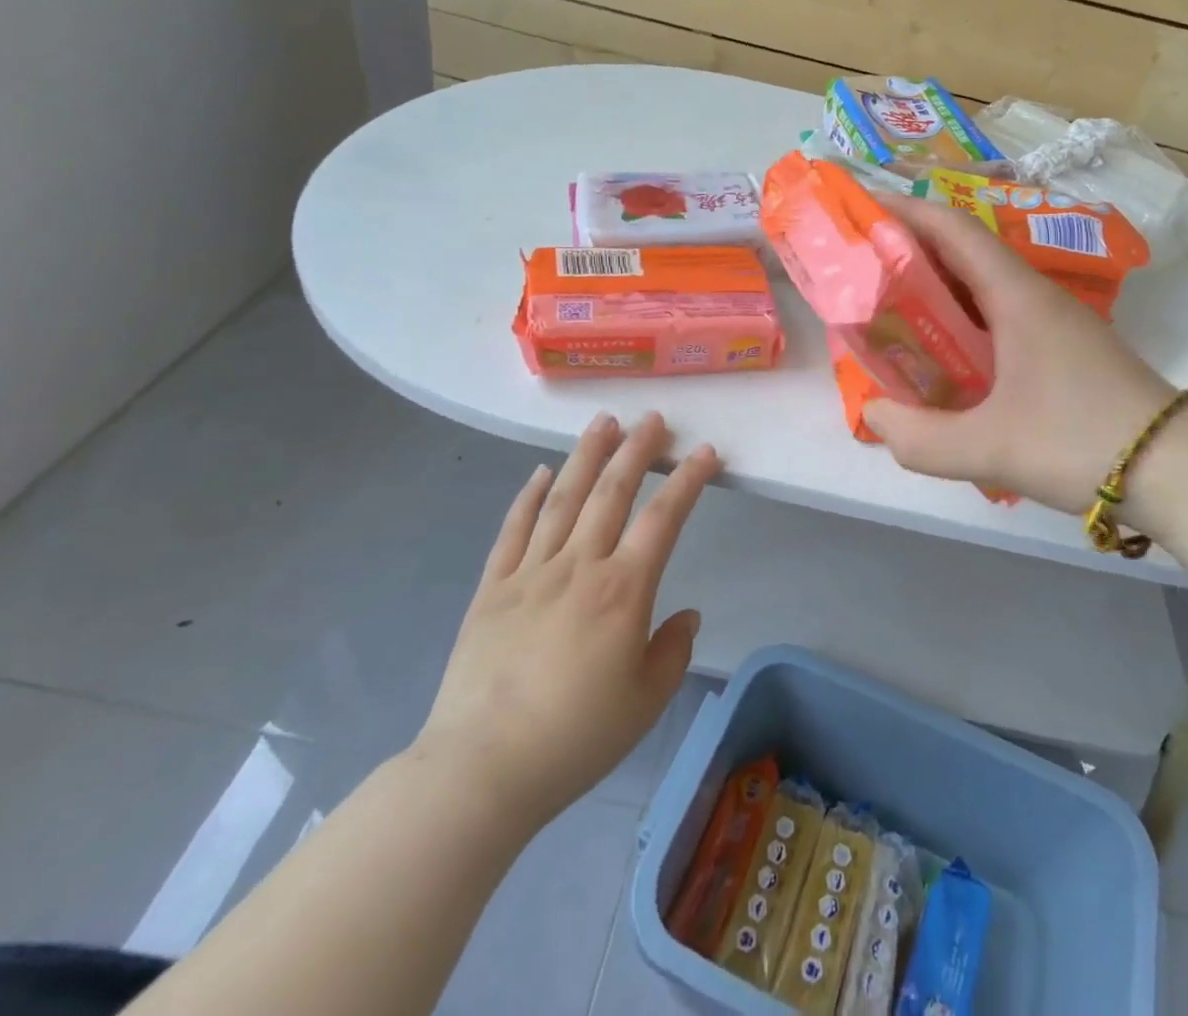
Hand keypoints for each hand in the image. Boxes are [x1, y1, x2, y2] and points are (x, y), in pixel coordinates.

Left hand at [410, 411, 716, 838]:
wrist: (482, 770)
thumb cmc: (576, 738)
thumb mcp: (645, 702)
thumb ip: (672, 651)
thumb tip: (685, 615)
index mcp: (623, 590)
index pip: (663, 518)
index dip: (688, 480)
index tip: (705, 452)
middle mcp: (579, 566)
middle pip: (611, 492)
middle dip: (636, 450)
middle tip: (653, 418)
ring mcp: (530, 572)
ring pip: (563, 498)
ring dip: (587, 456)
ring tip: (604, 422)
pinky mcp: (492, 588)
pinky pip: (513, 530)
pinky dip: (528, 496)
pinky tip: (542, 472)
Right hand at [862, 196, 1175, 511]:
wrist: (1178, 471)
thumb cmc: (1081, 443)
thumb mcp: (989, 448)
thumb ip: (920, 438)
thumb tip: (874, 415)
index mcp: (1017, 296)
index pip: (953, 229)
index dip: (904, 212)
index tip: (860, 209)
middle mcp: (1035, 296)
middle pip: (964, 252)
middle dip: (910, 250)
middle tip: (860, 266)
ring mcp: (1054, 322)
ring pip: (982, 286)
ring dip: (936, 288)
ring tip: (889, 307)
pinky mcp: (1063, 349)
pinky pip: (999, 317)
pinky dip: (961, 321)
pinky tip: (943, 354)